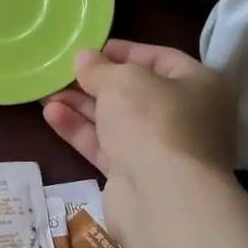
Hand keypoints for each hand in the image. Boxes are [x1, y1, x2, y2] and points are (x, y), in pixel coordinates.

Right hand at [43, 40, 234, 182]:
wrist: (163, 198)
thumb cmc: (154, 122)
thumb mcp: (123, 81)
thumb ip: (99, 68)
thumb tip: (84, 57)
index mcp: (200, 86)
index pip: (161, 59)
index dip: (125, 51)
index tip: (91, 49)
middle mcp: (186, 117)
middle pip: (135, 93)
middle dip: (96, 82)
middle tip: (62, 73)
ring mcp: (160, 150)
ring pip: (116, 121)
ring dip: (81, 106)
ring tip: (46, 93)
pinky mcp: (135, 175)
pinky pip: (105, 146)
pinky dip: (80, 130)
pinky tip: (51, 115)